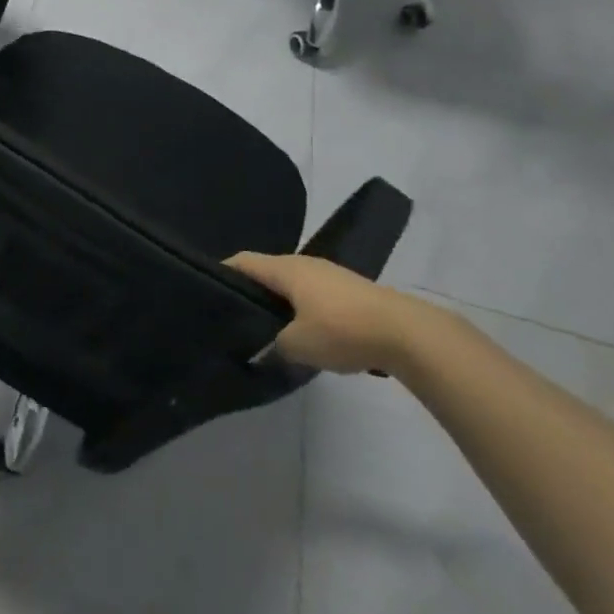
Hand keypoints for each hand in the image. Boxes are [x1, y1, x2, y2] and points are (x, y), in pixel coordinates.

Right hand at [224, 252, 430, 374]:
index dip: (222, 272)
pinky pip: (313, 296)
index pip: (243, 262)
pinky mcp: (350, 292)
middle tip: (235, 317)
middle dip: (251, 292)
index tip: (206, 290)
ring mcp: (330, 275)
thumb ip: (273, 347)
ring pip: (292, 285)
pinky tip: (303, 334)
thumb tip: (260, 351)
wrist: (407, 333)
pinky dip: (301, 310)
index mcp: (286, 269)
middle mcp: (305, 264)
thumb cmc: (342, 329)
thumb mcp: (298, 345)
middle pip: (267, 272)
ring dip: (279, 303)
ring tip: (267, 329)